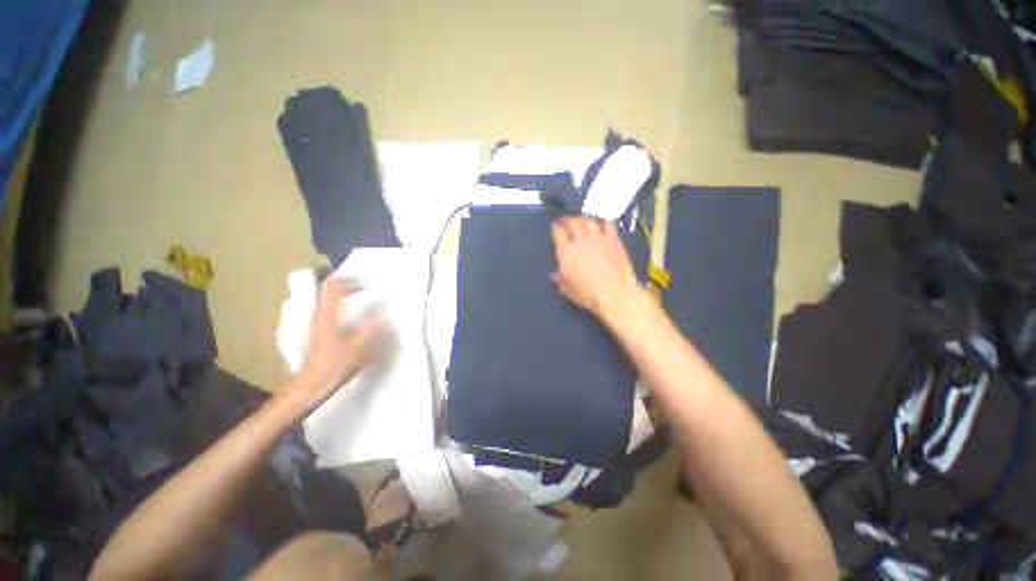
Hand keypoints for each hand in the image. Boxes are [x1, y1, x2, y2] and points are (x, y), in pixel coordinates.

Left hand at [292, 278, 382, 406]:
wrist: (312, 384)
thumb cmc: (336, 365)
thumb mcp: (359, 348)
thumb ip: (371, 329)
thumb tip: (383, 315)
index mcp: (328, 316)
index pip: (334, 289)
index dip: (349, 282)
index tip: (365, 285)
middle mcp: (319, 315)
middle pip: (327, 291)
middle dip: (345, 285)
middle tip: (362, 287)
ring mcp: (315, 323)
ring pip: (326, 299)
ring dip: (341, 294)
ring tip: (358, 297)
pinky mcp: (317, 331)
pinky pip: (327, 309)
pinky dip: (339, 304)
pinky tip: (350, 313)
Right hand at [551, 216, 642, 321]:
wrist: (615, 294)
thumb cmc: (588, 294)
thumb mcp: (567, 290)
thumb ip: (559, 279)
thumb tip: (555, 275)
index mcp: (566, 251)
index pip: (558, 232)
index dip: (555, 228)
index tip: (555, 228)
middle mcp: (581, 240)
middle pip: (572, 222)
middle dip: (567, 220)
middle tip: (565, 222)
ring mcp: (599, 238)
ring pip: (588, 220)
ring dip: (582, 219)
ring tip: (581, 220)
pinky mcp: (614, 240)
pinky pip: (607, 224)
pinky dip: (601, 222)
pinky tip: (600, 224)